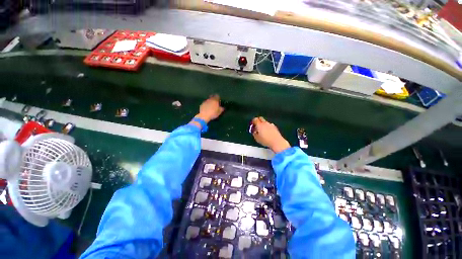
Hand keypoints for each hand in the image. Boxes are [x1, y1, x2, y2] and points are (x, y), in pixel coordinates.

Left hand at [195, 95, 224, 122]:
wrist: (204, 116)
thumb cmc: (213, 113)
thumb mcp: (219, 112)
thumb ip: (221, 109)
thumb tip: (223, 107)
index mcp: (215, 100)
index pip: (217, 96)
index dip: (218, 98)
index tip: (219, 100)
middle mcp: (210, 99)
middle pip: (212, 97)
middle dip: (214, 98)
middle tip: (215, 102)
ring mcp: (205, 101)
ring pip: (208, 100)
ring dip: (210, 101)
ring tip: (211, 106)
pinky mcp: (202, 104)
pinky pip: (205, 103)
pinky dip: (206, 104)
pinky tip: (207, 108)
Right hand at [252, 117, 290, 152]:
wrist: (277, 142)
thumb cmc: (266, 141)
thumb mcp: (257, 138)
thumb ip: (254, 133)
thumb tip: (254, 131)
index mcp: (259, 125)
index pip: (255, 119)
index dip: (253, 121)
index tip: (252, 125)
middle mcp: (265, 123)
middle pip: (260, 118)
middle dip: (258, 120)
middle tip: (257, 126)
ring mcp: (270, 124)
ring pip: (265, 121)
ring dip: (263, 124)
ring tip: (263, 130)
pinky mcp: (275, 127)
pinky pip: (270, 125)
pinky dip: (268, 126)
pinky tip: (268, 132)